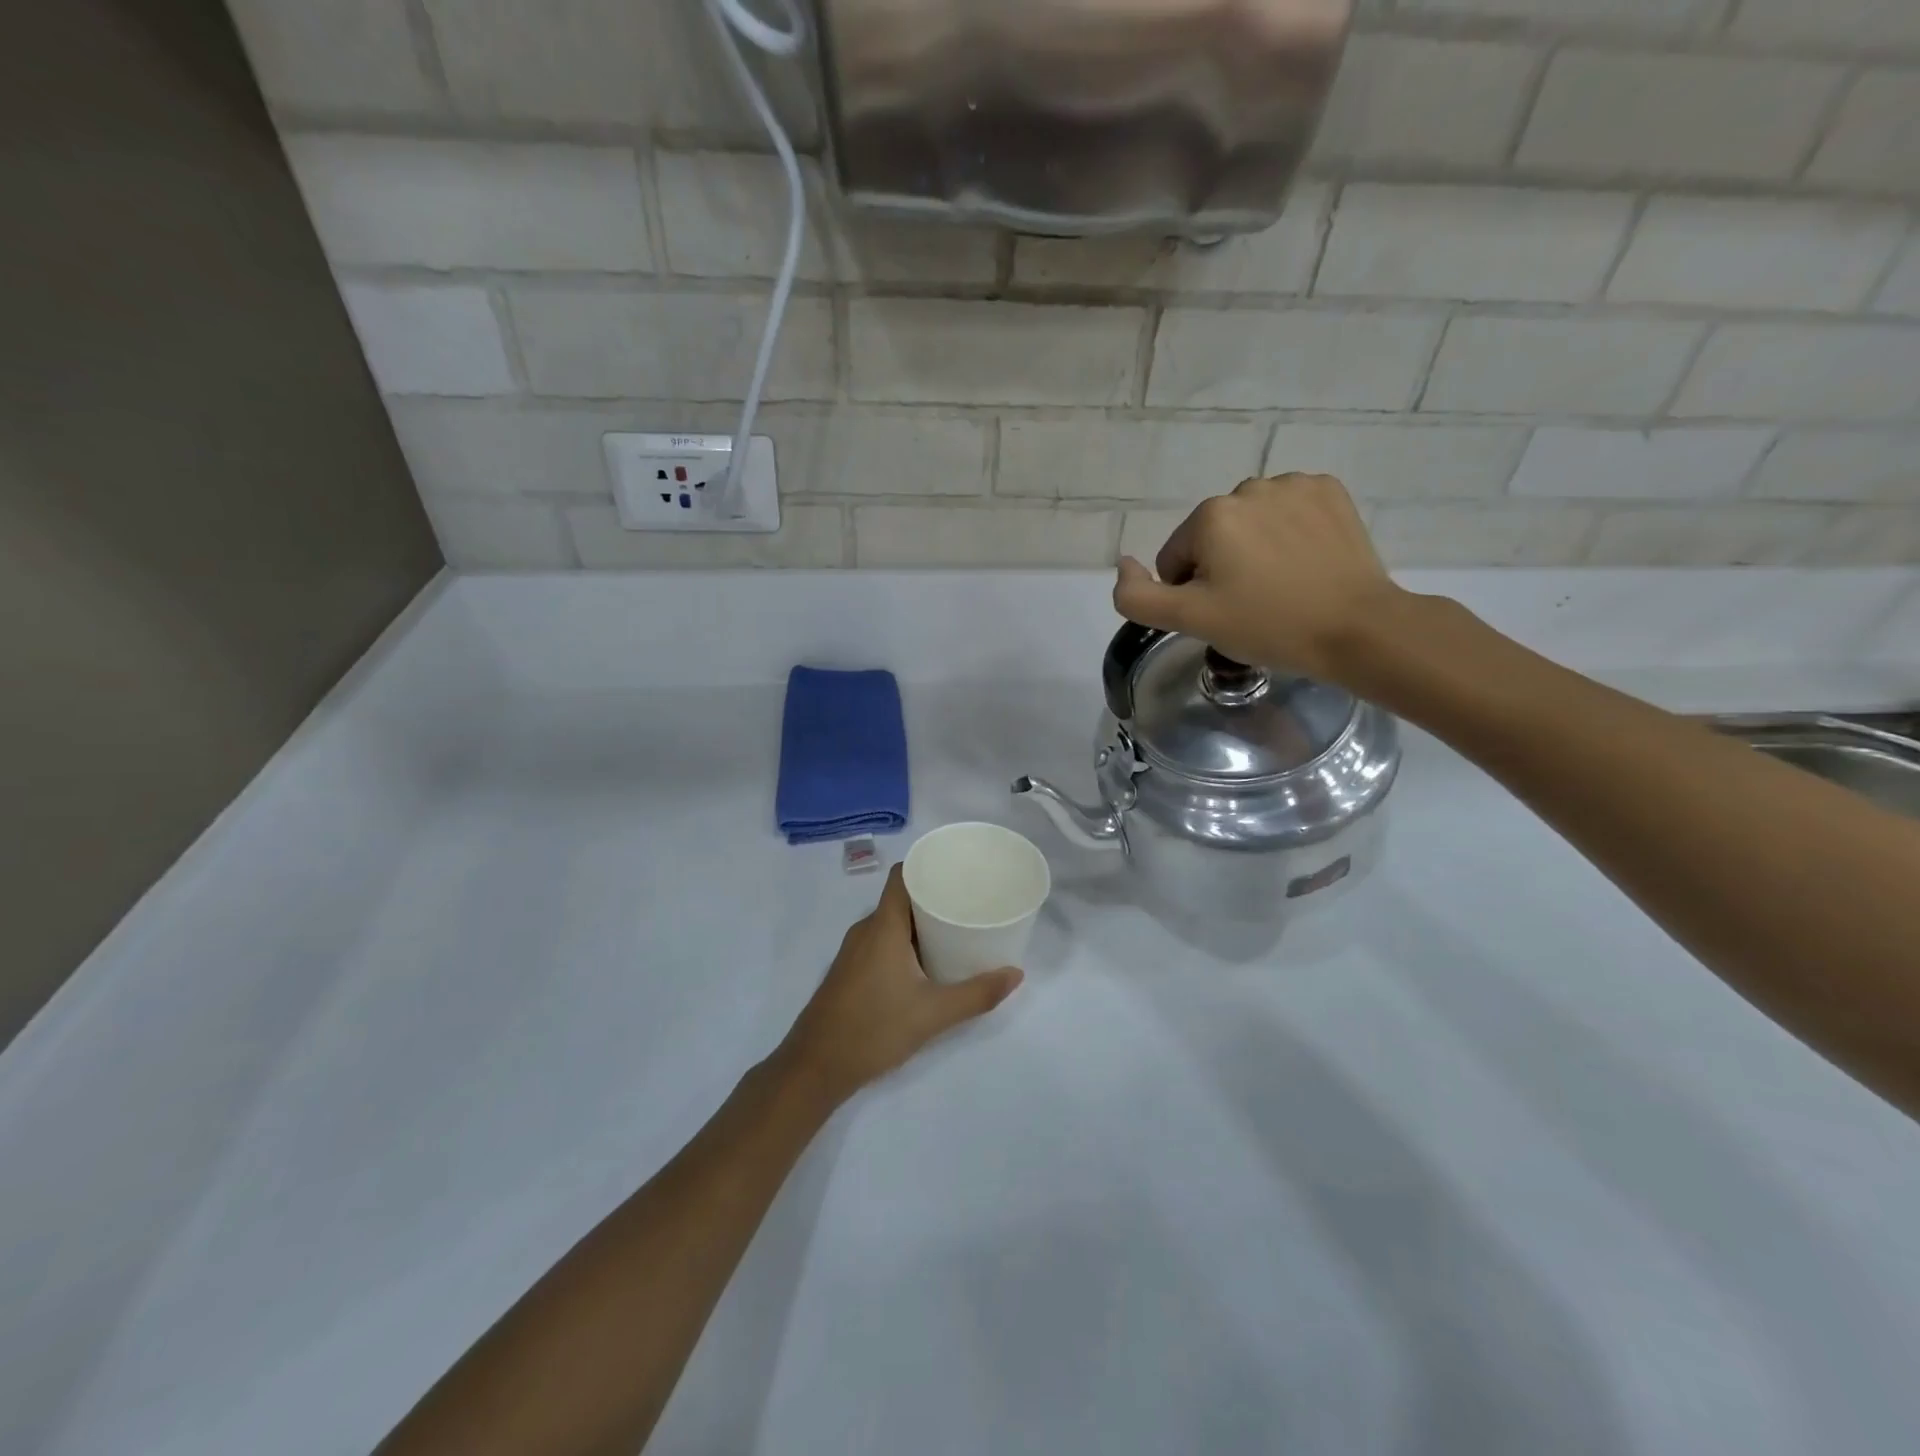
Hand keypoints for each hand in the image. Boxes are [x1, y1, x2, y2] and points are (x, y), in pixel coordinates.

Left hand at [777, 865, 1023, 1105]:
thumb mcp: (933, 1013)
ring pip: (891, 922)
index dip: (928, 865)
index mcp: (883, 926)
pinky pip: (881, 941)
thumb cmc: (874, 1029)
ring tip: (956, 930)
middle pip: (901, 898)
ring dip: (920, 923)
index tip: (958, 869)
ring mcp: (854, 951)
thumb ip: (977, 994)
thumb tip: (1016, 974)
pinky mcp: (850, 971)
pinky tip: (927, 962)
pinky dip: (905, 942)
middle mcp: (865, 930)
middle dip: (934, 896)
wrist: (814, 1068)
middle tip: (970, 902)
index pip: (902, 875)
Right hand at [1111, 474, 1402, 683]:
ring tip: (1283, 586)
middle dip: (1223, 569)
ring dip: (1255, 550)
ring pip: (1251, 524)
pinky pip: (1289, 512)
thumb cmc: (1267, 625)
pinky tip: (1306, 563)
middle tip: (1253, 605)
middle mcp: (1248, 488)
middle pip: (1213, 539)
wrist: (1357, 629)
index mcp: (1210, 516)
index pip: (1176, 560)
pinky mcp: (1330, 492)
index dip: (1192, 594)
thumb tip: (1123, 565)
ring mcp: (1295, 485)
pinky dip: (1290, 534)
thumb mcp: (1189, 620)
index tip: (1225, 614)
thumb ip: (1137, 597)